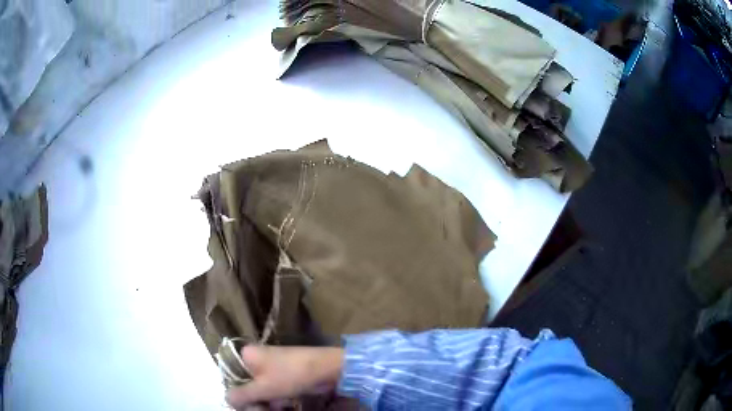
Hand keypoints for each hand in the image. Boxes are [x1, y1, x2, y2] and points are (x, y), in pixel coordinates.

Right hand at [225, 345, 344, 408]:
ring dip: (268, 402)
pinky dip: (279, 399)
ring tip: (281, 406)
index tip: (247, 405)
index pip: (231, 375)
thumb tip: (227, 399)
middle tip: (264, 409)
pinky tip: (288, 404)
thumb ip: (241, 395)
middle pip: (246, 384)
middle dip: (256, 400)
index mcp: (247, 355)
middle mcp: (257, 358)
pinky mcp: (285, 375)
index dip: (237, 393)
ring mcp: (272, 366)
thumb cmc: (292, 375)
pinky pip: (274, 390)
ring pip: (261, 390)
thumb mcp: (263, 388)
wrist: (328, 368)